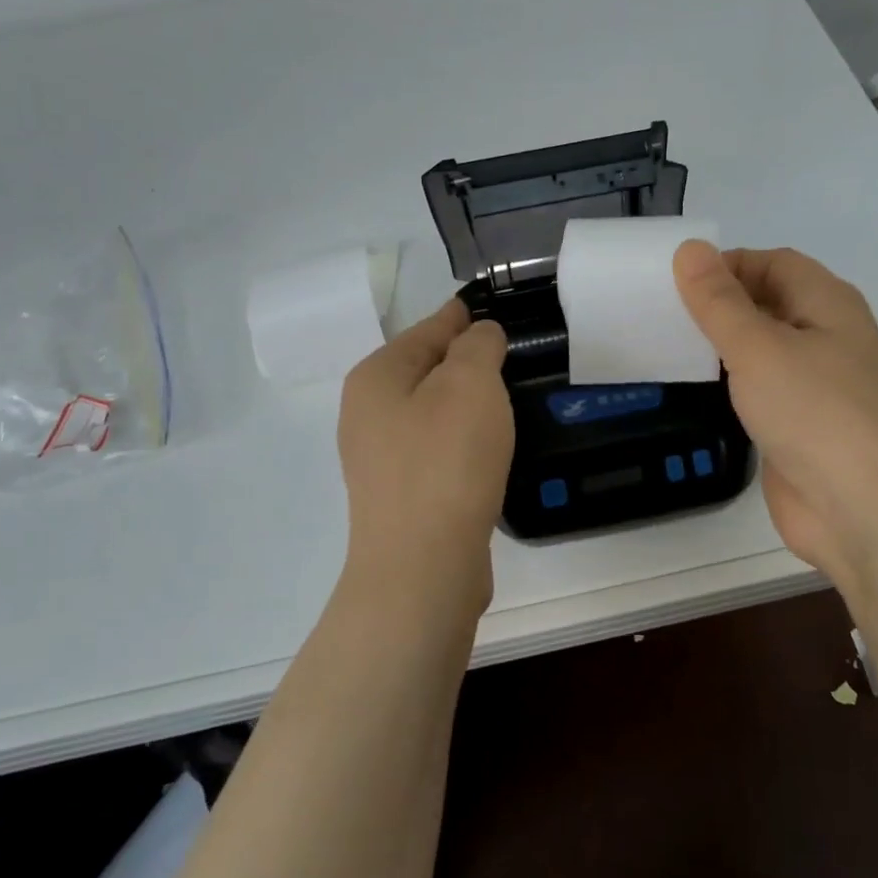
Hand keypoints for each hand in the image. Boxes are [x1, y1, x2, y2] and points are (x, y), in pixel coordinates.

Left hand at [337, 298, 513, 616]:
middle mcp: (367, 413)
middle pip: (425, 371)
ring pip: (431, 412)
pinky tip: (488, 449)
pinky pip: (436, 450)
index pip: (427, 330)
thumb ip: (477, 346)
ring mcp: (380, 459)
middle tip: (511, 356)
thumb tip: (479, 334)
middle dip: (465, 361)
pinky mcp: (401, 496)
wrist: (422, 567)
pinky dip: (462, 441)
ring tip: (506, 399)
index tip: (489, 310)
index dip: (460, 317)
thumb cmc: (446, 461)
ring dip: (465, 404)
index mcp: (376, 377)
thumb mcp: (470, 384)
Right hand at [673, 240, 877, 590]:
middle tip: (661, 314)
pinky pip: (762, 391)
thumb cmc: (816, 412)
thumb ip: (719, 301)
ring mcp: (817, 385)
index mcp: (828, 303)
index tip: (675, 283)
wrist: (866, 510)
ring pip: (763, 350)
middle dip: (719, 305)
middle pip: (768, 303)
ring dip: (722, 346)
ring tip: (667, 346)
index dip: (726, 265)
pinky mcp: (802, 427)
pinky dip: (732, 385)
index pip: (772, 263)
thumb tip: (690, 249)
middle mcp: (827, 337)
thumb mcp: (758, 347)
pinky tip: (696, 391)